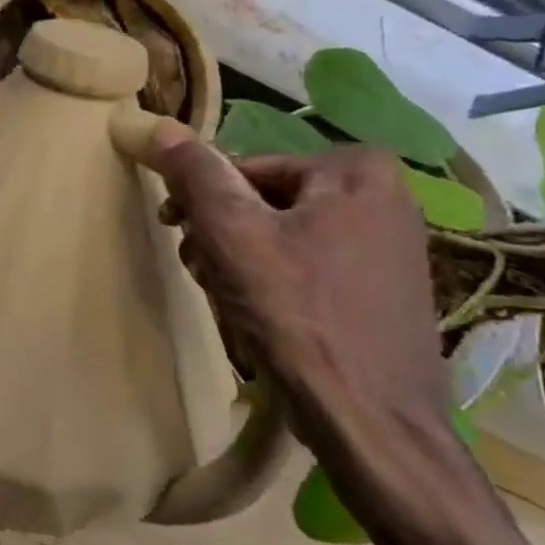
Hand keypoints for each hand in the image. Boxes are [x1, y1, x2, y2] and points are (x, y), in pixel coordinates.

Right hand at [142, 121, 454, 473]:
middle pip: (263, 201)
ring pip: (280, 235)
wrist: (372, 420)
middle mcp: (382, 196)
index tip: (175, 233)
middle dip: (221, 235)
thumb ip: (196, 174)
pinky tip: (256, 317)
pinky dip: (271, 283)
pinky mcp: (380, 288)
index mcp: (356, 170)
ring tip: (226, 299)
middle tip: (201, 271)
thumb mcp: (233, 234)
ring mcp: (387, 244)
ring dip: (238, 261)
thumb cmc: (299, 315)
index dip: (201, 201)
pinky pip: (307, 265)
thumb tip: (158, 125)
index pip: (244, 168)